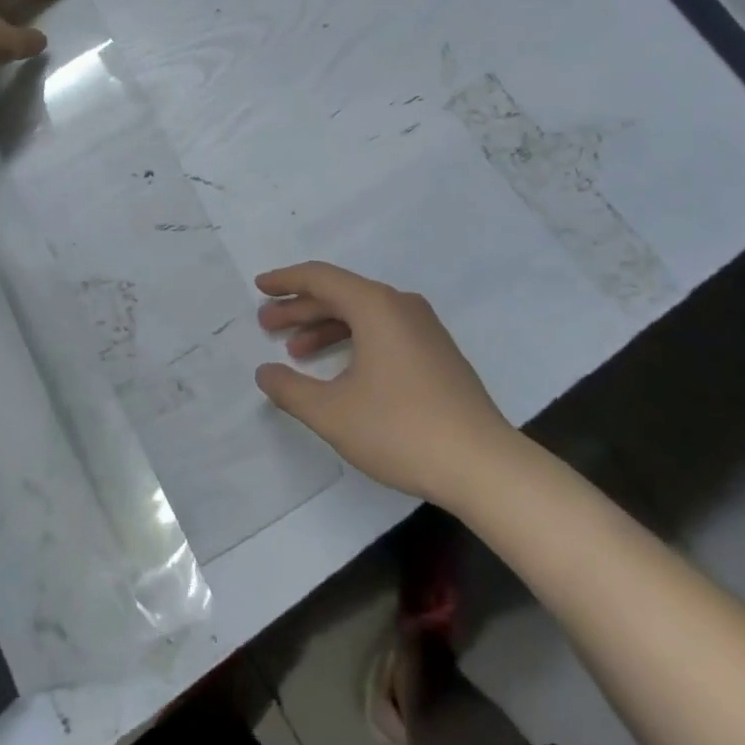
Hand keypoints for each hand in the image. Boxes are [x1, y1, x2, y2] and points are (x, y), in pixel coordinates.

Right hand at [254, 262, 517, 506]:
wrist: (484, 466)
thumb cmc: (401, 430)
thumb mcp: (333, 413)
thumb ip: (291, 389)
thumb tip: (265, 372)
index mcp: (375, 306)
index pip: (320, 277)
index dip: (285, 281)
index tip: (260, 287)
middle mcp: (400, 305)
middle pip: (341, 294)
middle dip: (300, 308)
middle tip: (268, 326)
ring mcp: (423, 328)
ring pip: (362, 314)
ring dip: (326, 327)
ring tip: (296, 352)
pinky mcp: (436, 352)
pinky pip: (383, 331)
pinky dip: (353, 340)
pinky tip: (339, 370)